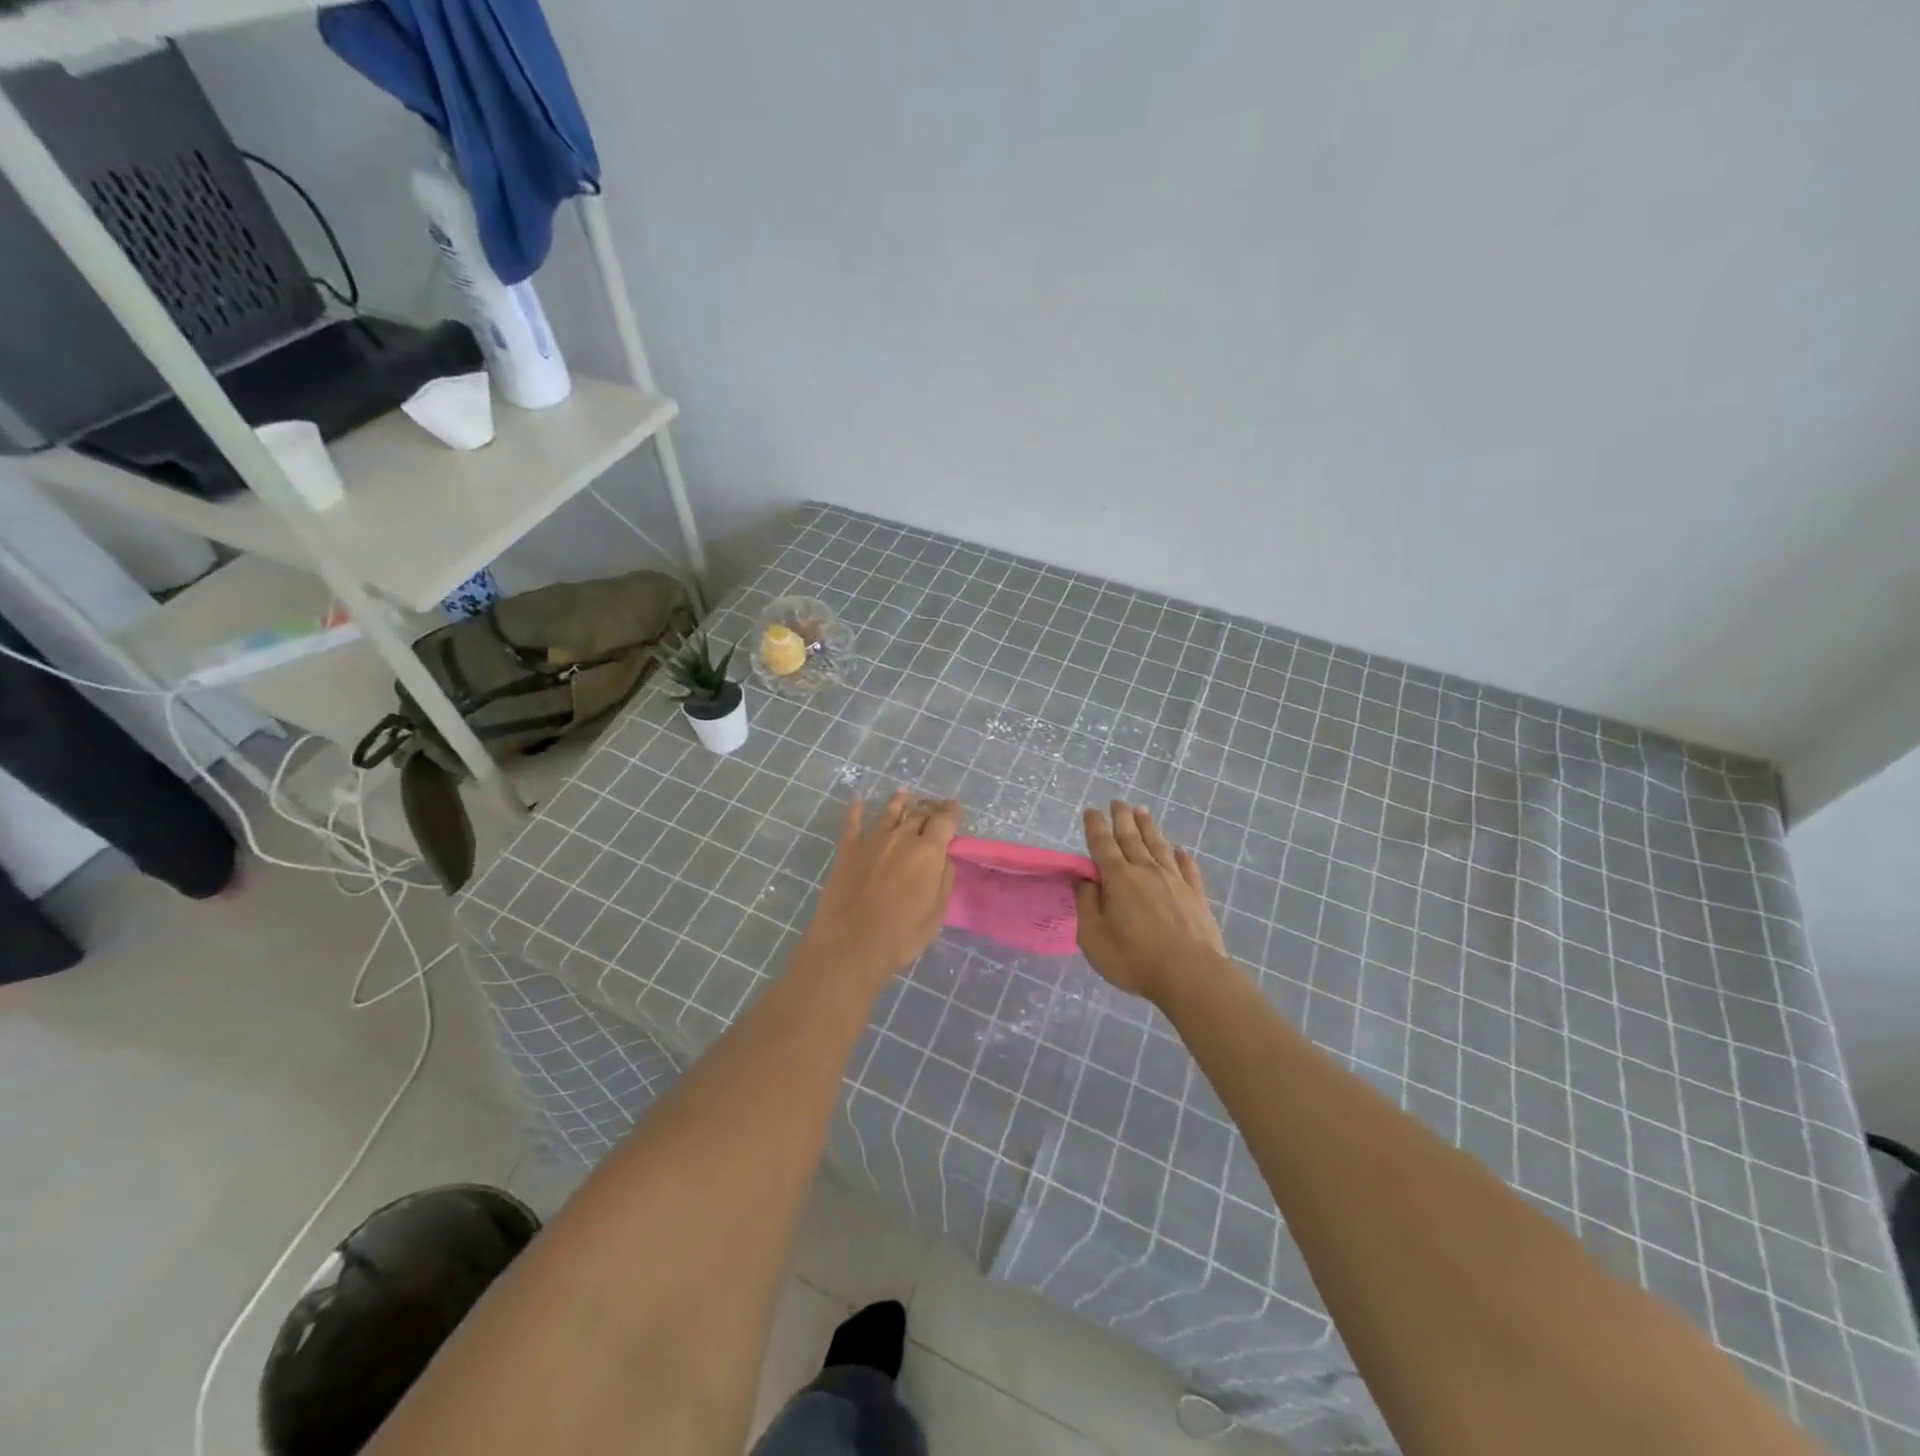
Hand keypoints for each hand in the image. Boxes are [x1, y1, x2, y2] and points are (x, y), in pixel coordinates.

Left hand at [797, 790, 959, 986]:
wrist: (851, 943)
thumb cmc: (901, 934)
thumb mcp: (937, 912)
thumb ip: (944, 879)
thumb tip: (943, 857)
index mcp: (928, 852)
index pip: (944, 821)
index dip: (951, 812)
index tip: (954, 807)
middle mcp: (901, 838)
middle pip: (918, 814)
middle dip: (929, 807)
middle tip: (933, 806)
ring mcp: (872, 841)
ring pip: (888, 813)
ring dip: (898, 802)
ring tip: (903, 795)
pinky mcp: (847, 850)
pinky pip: (852, 824)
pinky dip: (856, 811)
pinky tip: (857, 801)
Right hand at [1076, 801, 1227, 1005]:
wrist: (1190, 974)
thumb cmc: (1133, 959)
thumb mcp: (1093, 937)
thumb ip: (1086, 905)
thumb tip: (1084, 880)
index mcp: (1118, 879)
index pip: (1102, 845)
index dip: (1095, 826)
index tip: (1091, 810)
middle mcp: (1146, 871)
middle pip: (1132, 838)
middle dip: (1122, 818)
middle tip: (1118, 802)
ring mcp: (1174, 881)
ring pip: (1159, 846)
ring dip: (1149, 828)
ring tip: (1142, 811)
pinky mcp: (1196, 895)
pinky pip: (1187, 869)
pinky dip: (1182, 857)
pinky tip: (1180, 851)